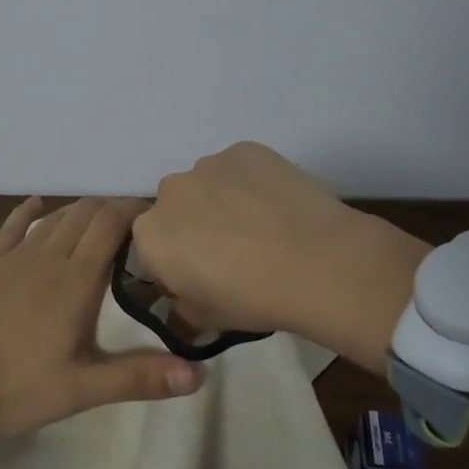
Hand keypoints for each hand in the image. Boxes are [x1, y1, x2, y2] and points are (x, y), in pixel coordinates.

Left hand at [0, 197, 201, 460]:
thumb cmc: (14, 388)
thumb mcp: (81, 389)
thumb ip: (139, 377)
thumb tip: (200, 374)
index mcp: (75, 281)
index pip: (111, 225)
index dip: (135, 211)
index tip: (157, 216)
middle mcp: (47, 257)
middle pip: (84, 214)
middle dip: (112, 209)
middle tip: (135, 224)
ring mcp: (12, 257)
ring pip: (53, 217)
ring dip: (79, 211)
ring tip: (99, 219)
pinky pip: (12, 226)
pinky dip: (30, 211)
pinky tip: (38, 203)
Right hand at [132, 142, 428, 369]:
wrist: (317, 263)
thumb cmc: (253, 298)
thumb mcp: (206, 319)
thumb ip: (181, 304)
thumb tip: (183, 294)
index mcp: (150, 236)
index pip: (152, 249)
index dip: (177, 264)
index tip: (203, 277)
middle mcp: (169, 192)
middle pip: (176, 209)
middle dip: (195, 226)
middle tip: (233, 251)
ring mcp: (208, 165)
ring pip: (207, 184)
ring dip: (222, 201)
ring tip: (262, 226)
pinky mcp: (245, 149)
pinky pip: (239, 167)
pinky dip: (252, 182)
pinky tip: (278, 206)